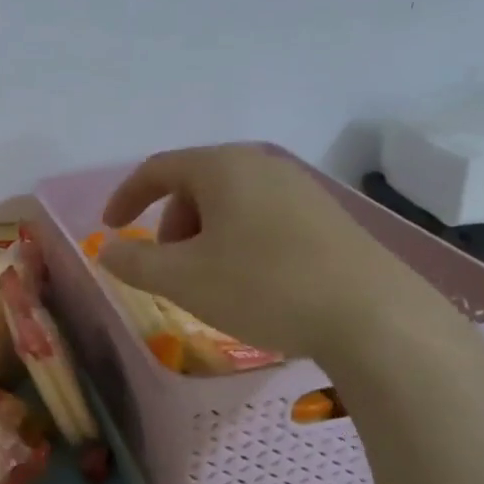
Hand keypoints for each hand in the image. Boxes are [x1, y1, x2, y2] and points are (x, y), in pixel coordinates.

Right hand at [98, 143, 455, 360]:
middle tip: (167, 265)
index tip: (110, 228)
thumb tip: (108, 250)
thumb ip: (133, 262)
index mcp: (223, 167)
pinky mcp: (328, 217)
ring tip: (208, 279)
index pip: (158, 169)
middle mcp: (262, 165)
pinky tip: (251, 282)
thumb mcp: (181, 280)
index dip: (126, 196)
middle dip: (169, 222)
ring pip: (230, 202)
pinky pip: (262, 217)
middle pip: (195, 184)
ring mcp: (301, 189)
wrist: (375, 318)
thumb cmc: (263, 287)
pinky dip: (237, 241)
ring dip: (203, 235)